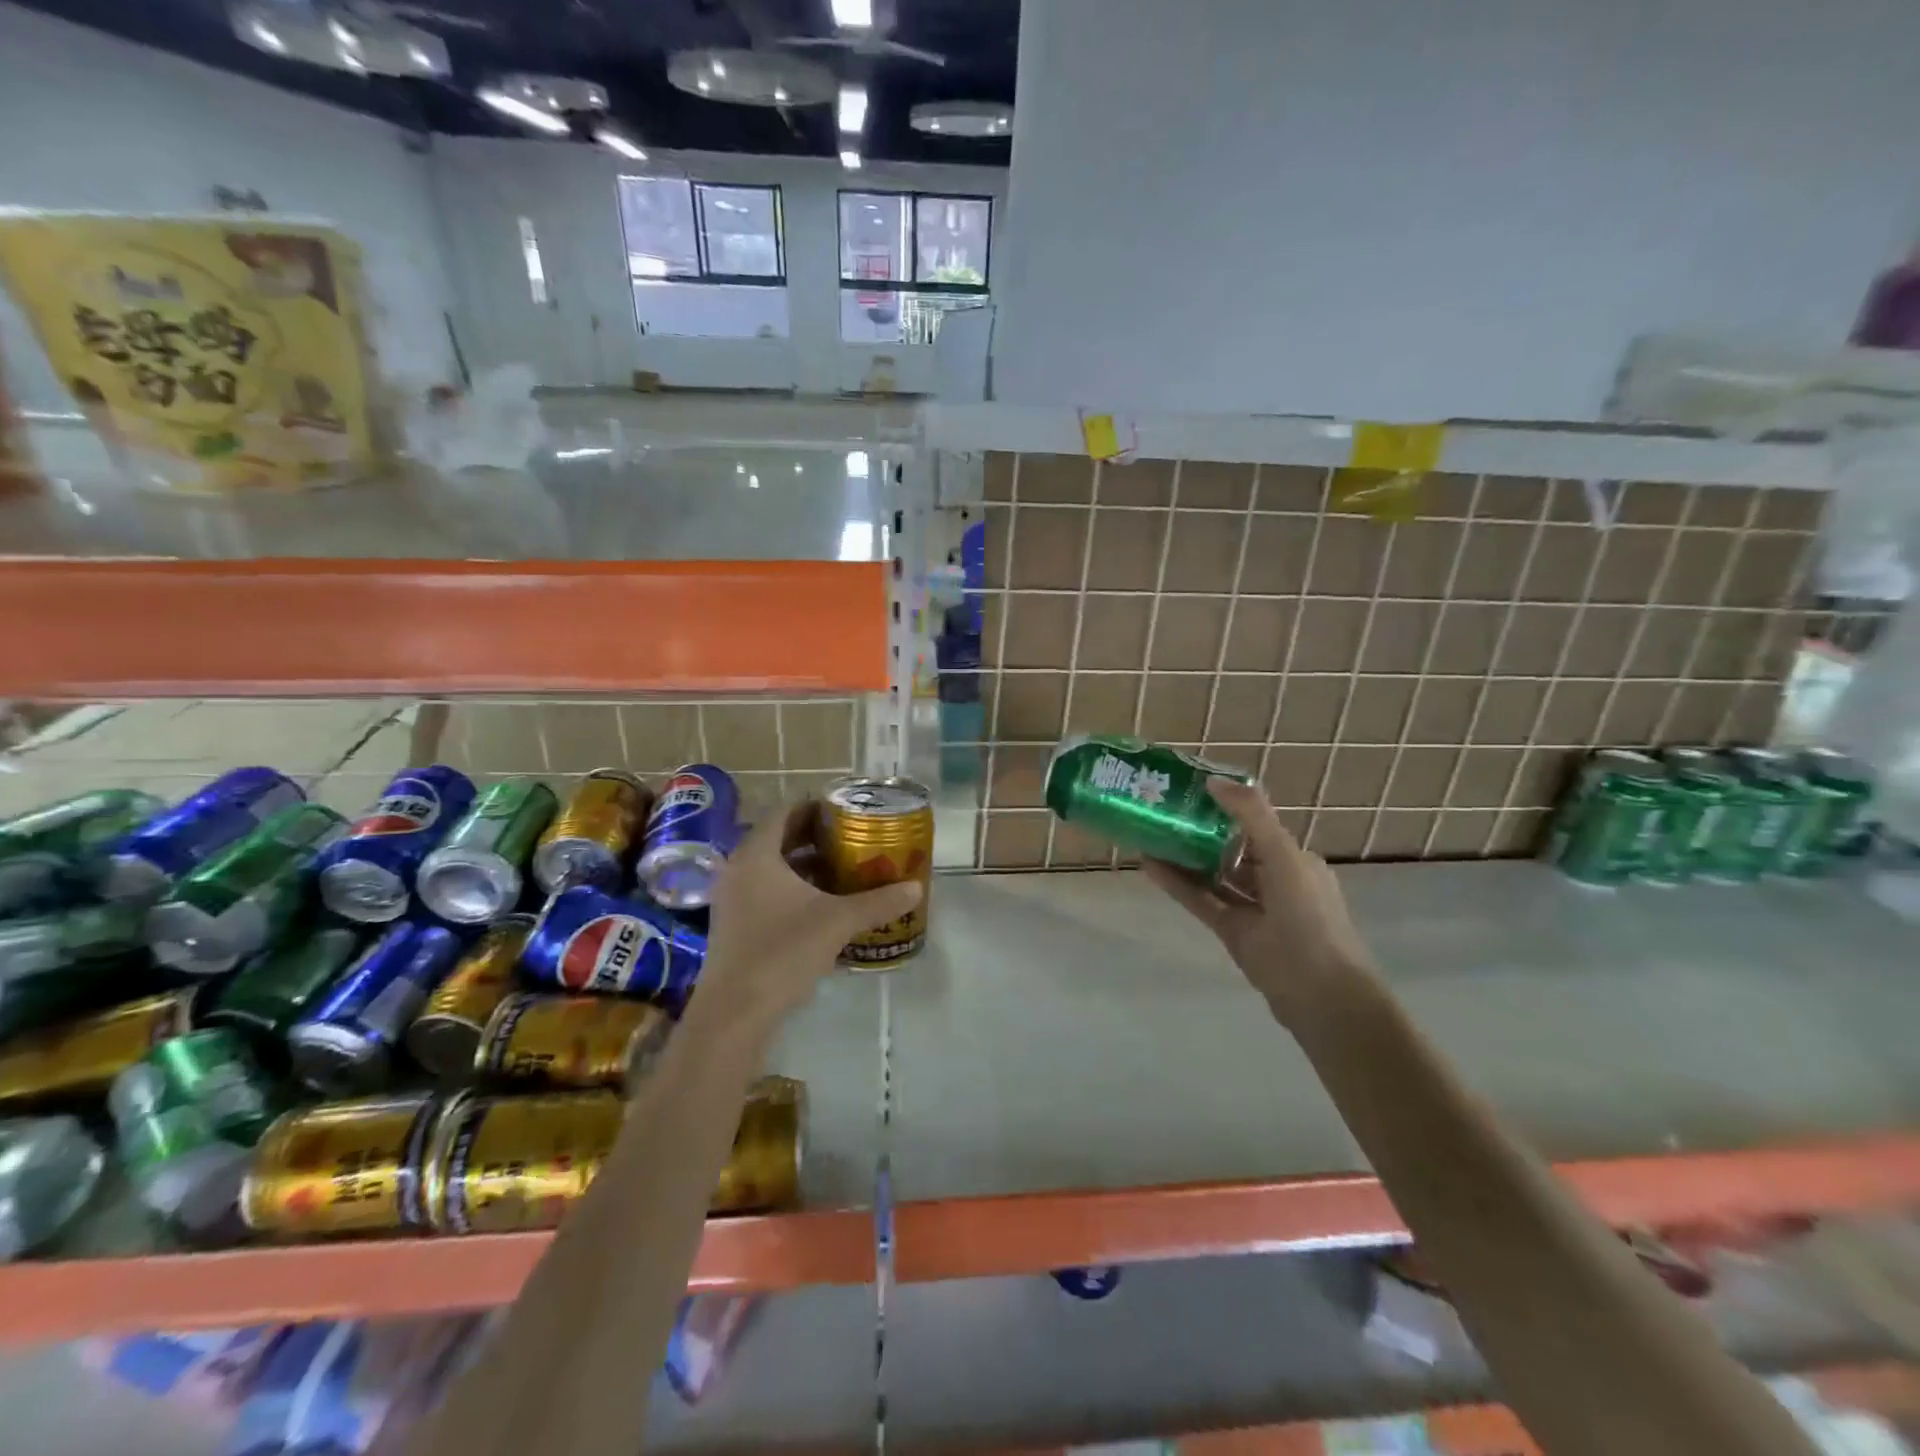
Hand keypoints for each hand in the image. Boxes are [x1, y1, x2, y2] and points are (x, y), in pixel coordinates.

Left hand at [697, 801, 922, 1030]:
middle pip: (779, 839)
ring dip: (805, 865)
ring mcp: (731, 898)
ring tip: (843, 869)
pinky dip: (793, 889)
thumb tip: (915, 888)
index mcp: (757, 855)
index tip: (846, 812)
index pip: (785, 813)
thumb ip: (877, 902)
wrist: (735, 1012)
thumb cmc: (782, 951)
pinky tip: (823, 905)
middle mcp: (738, 869)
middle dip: (815, 838)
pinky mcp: (733, 925)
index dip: (816, 808)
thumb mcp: (837, 922)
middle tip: (851, 839)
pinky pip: (765, 892)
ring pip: (772, 868)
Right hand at [1142, 778, 1375, 1025]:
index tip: (1190, 789)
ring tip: (1148, 833)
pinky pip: (1200, 900)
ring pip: (1212, 874)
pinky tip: (1148, 865)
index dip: (1225, 805)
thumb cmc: (1308, 916)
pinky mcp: (1231, 931)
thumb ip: (1251, 816)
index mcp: (1294, 858)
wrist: (1320, 993)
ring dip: (1184, 856)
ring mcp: (1251, 908)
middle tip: (1162, 808)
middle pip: (1230, 848)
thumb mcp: (1284, 856)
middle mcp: (1273, 879)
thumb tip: (1213, 780)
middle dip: (1200, 830)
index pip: (1255, 823)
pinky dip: (1176, 883)